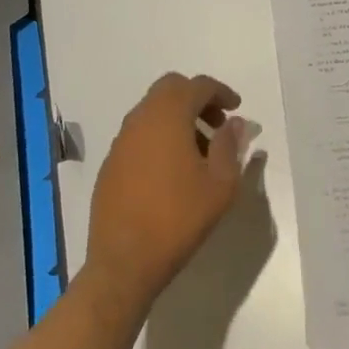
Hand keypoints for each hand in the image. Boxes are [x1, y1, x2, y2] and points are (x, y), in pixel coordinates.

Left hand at [84, 73, 249, 307]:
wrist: (123, 262)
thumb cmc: (177, 219)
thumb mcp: (219, 186)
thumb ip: (230, 147)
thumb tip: (234, 123)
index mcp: (169, 113)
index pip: (198, 85)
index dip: (221, 92)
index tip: (236, 108)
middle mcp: (142, 116)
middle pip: (172, 89)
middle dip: (197, 99)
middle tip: (217, 124)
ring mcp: (122, 138)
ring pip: (154, 109)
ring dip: (177, 117)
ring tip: (198, 151)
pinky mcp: (111, 160)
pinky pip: (140, 133)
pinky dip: (159, 136)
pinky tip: (170, 170)